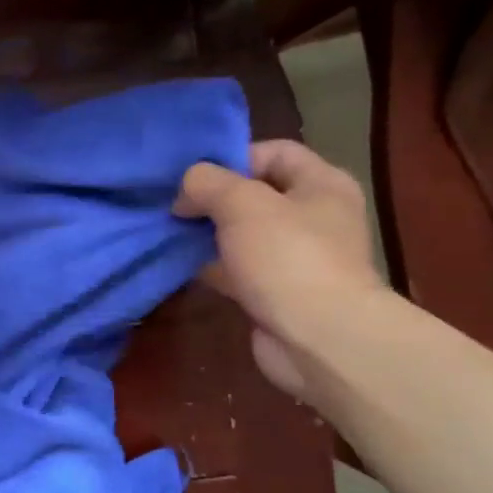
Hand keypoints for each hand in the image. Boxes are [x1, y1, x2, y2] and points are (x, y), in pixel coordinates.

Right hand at [174, 139, 386, 400]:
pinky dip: (213, 267)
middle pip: (256, 194)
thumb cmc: (288, 258)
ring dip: (209, 235)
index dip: (233, 158)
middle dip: (213, 199)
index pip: (275, 152)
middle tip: (175, 208)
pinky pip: (238, 270)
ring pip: (243, 235)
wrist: (319, 340)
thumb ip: (207, 183)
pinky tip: (182, 266)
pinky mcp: (277, 293)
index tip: (194, 180)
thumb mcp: (242, 204)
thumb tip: (186, 191)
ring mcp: (296, 258)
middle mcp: (314, 217)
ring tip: (170, 234)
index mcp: (321, 184)